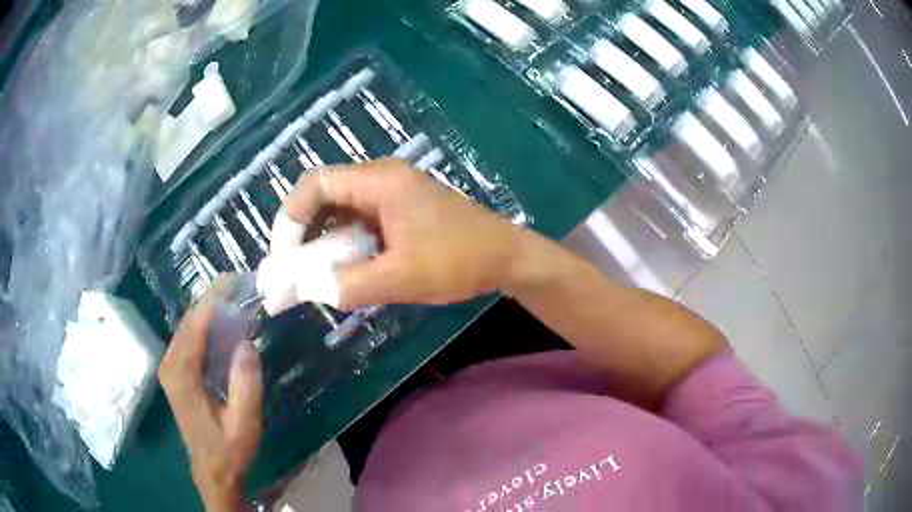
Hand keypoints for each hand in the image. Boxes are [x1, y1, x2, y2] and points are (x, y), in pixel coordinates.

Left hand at [159, 278, 262, 511]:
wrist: (212, 470)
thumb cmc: (229, 450)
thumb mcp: (244, 423)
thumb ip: (245, 383)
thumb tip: (246, 342)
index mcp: (182, 375)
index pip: (195, 325)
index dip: (214, 299)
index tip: (235, 279)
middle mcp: (170, 365)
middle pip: (189, 320)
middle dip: (212, 299)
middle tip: (240, 284)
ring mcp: (170, 368)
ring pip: (188, 327)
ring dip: (209, 310)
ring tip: (236, 298)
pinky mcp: (175, 372)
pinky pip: (189, 339)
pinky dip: (205, 326)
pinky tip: (223, 324)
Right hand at [284, 158, 528, 307]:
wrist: (506, 256)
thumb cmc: (458, 261)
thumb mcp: (400, 278)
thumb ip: (349, 284)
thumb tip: (309, 289)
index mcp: (380, 181)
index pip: (315, 184)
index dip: (290, 218)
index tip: (283, 255)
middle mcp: (382, 177)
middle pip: (324, 194)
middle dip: (303, 231)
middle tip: (293, 268)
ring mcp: (393, 191)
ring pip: (341, 208)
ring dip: (322, 238)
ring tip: (312, 273)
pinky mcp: (400, 208)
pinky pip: (359, 219)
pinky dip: (344, 241)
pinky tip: (342, 267)